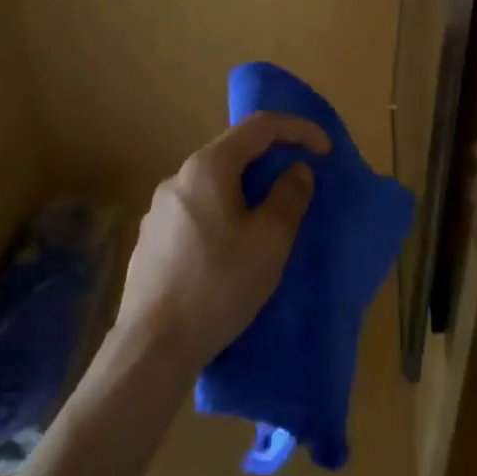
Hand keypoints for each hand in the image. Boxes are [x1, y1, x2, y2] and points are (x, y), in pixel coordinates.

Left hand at [115, 111, 328, 372]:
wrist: (150, 349)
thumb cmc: (217, 287)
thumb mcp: (269, 242)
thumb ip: (289, 197)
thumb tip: (297, 170)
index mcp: (208, 167)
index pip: (260, 126)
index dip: (298, 129)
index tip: (326, 150)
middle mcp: (179, 177)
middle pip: (234, 151)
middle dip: (273, 159)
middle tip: (301, 182)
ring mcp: (159, 209)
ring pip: (215, 182)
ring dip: (248, 188)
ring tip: (270, 217)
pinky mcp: (151, 239)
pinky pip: (198, 208)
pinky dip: (225, 211)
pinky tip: (232, 247)